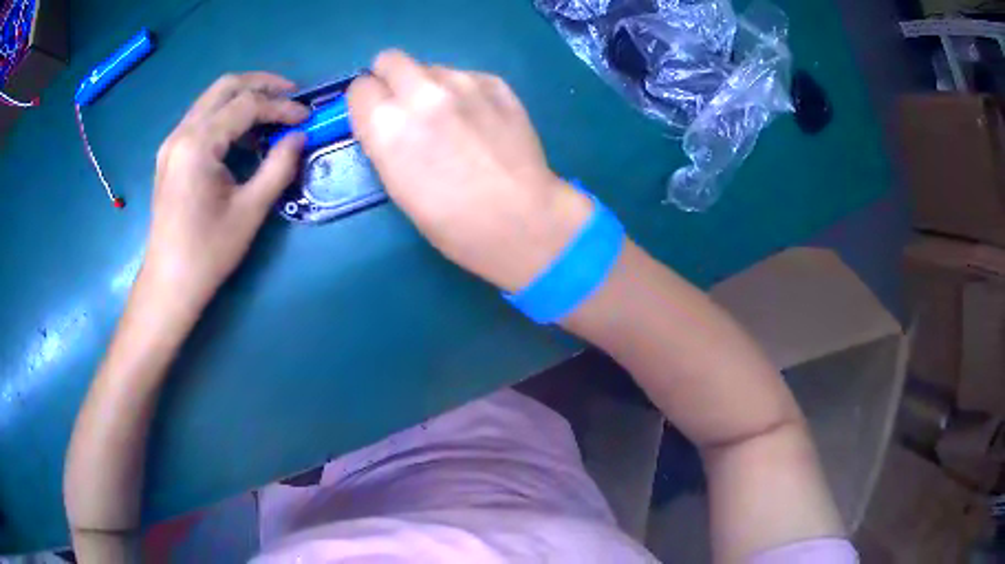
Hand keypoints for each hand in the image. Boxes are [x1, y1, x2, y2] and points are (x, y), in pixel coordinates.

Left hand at [143, 72, 307, 312]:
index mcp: (198, 144)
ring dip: (244, 98)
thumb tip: (299, 137)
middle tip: (291, 95)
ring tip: (272, 114)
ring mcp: (172, 143)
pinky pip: (202, 119)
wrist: (168, 284)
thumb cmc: (208, 252)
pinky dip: (227, 115)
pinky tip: (243, 135)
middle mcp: (181, 133)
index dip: (281, 106)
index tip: (306, 117)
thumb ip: (278, 167)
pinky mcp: (170, 155)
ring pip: (212, 99)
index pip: (246, 105)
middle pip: (225, 86)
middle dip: (262, 84)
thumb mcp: (250, 211)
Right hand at [347, 51, 592, 292]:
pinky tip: (481, 122)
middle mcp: (421, 92)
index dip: (367, 102)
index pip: (360, 87)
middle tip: (407, 106)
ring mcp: (463, 82)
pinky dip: (465, 93)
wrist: (522, 220)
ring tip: (453, 121)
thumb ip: (384, 139)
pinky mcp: (496, 82)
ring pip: (431, 68)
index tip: (376, 114)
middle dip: (392, 79)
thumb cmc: (452, 222)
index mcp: (387, 124)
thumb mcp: (396, 185)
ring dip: (431, 87)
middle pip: (390, 59)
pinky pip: (465, 76)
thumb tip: (386, 114)